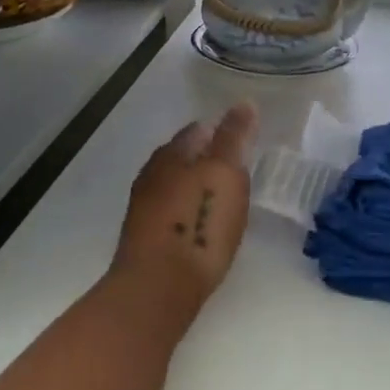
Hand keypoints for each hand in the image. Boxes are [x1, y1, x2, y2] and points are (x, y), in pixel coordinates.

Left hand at [111, 103, 258, 312]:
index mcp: (171, 155)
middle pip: (181, 157)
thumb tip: (243, 102)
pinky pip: (172, 213)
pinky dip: (189, 211)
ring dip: (196, 186)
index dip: (218, 131)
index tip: (241, 139)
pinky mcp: (147, 240)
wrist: (159, 287)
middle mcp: (152, 176)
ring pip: (174, 185)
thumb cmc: (199, 223)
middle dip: (205, 158)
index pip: (196, 131)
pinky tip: (202, 224)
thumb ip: (234, 138)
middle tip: (235, 166)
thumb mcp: (225, 173)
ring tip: (223, 196)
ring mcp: (145, 209)